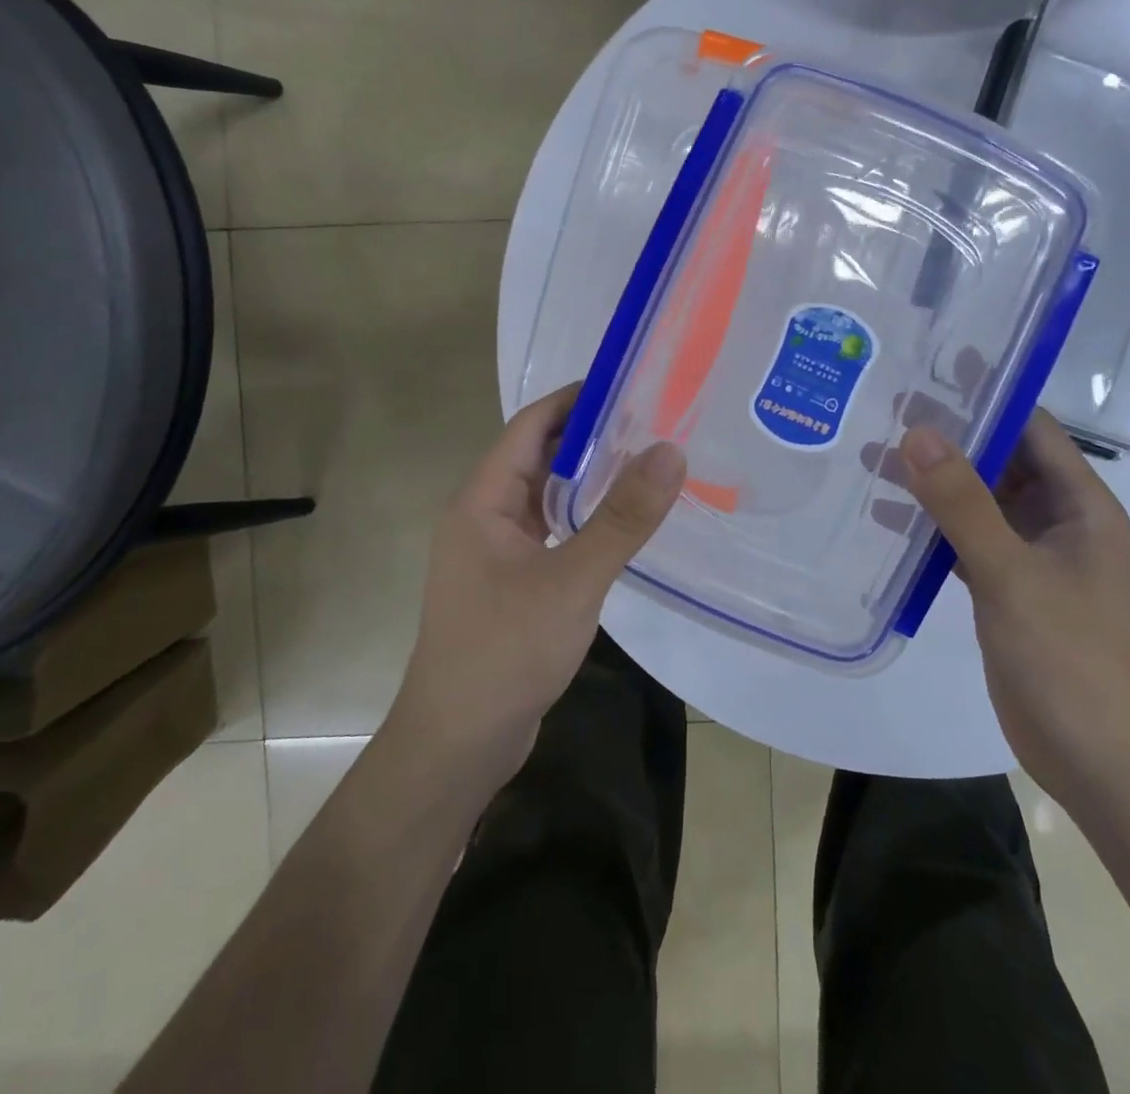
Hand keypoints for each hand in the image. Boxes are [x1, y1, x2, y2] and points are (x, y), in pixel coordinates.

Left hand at [389, 384, 686, 786]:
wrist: (460, 743)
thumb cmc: (505, 652)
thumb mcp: (572, 581)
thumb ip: (622, 518)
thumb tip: (670, 452)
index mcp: (482, 499)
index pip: (531, 426)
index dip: (577, 400)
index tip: (632, 386)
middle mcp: (484, 515)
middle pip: (540, 457)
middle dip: (592, 437)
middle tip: (654, 422)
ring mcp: (496, 550)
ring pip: (547, 497)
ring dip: (590, 479)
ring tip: (648, 462)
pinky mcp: (513, 581)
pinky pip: (552, 531)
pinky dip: (584, 518)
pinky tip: (622, 522)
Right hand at [897, 409, 1129, 809]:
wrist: (1098, 759)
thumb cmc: (1069, 656)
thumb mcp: (1011, 573)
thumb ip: (962, 503)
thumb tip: (916, 432)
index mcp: (1079, 505)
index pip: (1032, 429)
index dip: (988, 396)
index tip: (931, 371)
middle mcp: (1058, 522)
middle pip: (1000, 461)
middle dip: (949, 437)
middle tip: (884, 409)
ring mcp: (1032, 557)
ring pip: (978, 502)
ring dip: (933, 482)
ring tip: (870, 455)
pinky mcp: (1007, 589)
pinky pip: (966, 541)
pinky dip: (931, 526)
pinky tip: (885, 519)